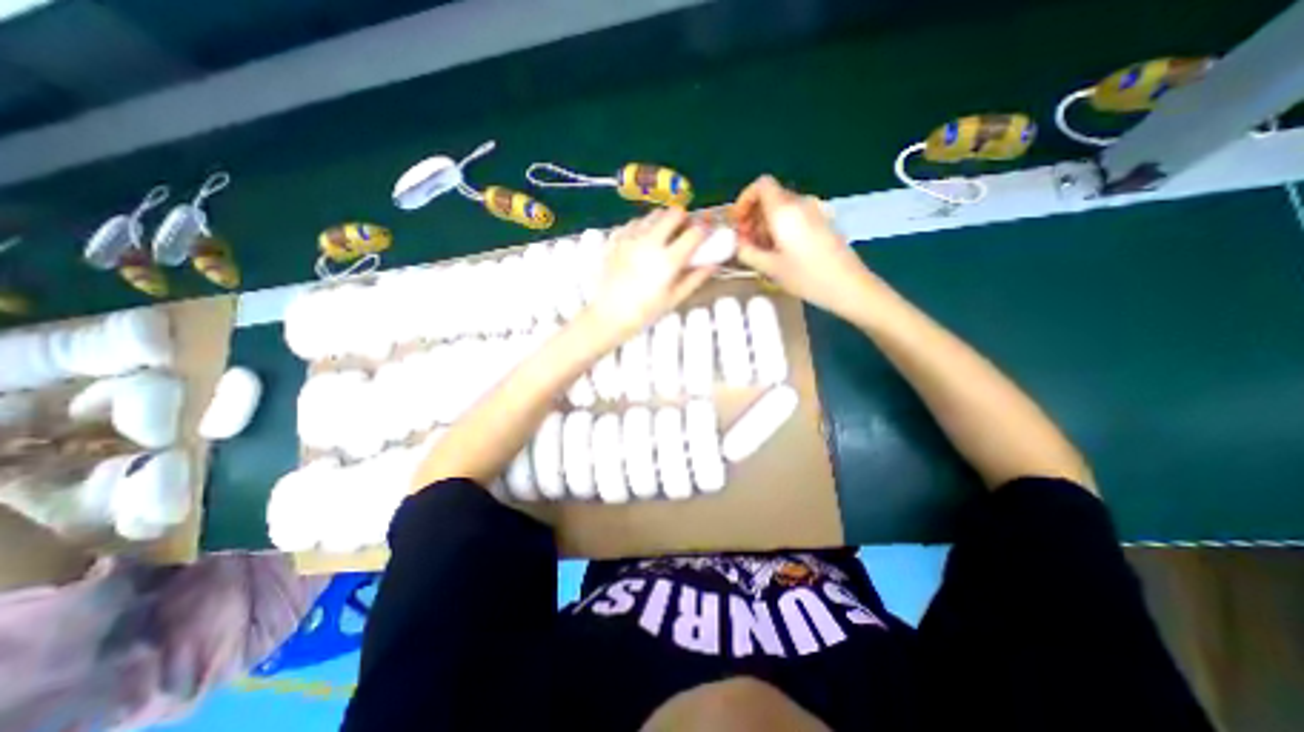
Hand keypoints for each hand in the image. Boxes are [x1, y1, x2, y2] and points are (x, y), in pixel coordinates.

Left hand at [586, 206, 715, 340]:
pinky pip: (633, 223)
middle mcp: (649, 242)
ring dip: (662, 221)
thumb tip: (713, 265)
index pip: (694, 233)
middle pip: (673, 213)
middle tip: (683, 231)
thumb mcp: (673, 299)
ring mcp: (630, 238)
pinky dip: (642, 227)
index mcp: (668, 260)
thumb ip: (695, 279)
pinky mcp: (615, 239)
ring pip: (652, 215)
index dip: (704, 230)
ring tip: (662, 237)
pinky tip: (642, 242)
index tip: (705, 235)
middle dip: (683, 219)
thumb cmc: (644, 312)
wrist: (608, 315)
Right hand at [731, 175, 874, 317]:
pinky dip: (780, 228)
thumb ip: (747, 252)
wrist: (848, 286)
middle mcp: (800, 204)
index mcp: (785, 210)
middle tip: (745, 242)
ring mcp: (814, 211)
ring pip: (782, 208)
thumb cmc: (806, 277)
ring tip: (760, 251)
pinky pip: (794, 217)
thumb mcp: (769, 268)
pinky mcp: (822, 222)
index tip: (738, 222)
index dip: (744, 199)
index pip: (761, 185)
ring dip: (765, 224)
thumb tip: (737, 243)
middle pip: (770, 197)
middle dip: (753, 216)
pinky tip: (779, 252)